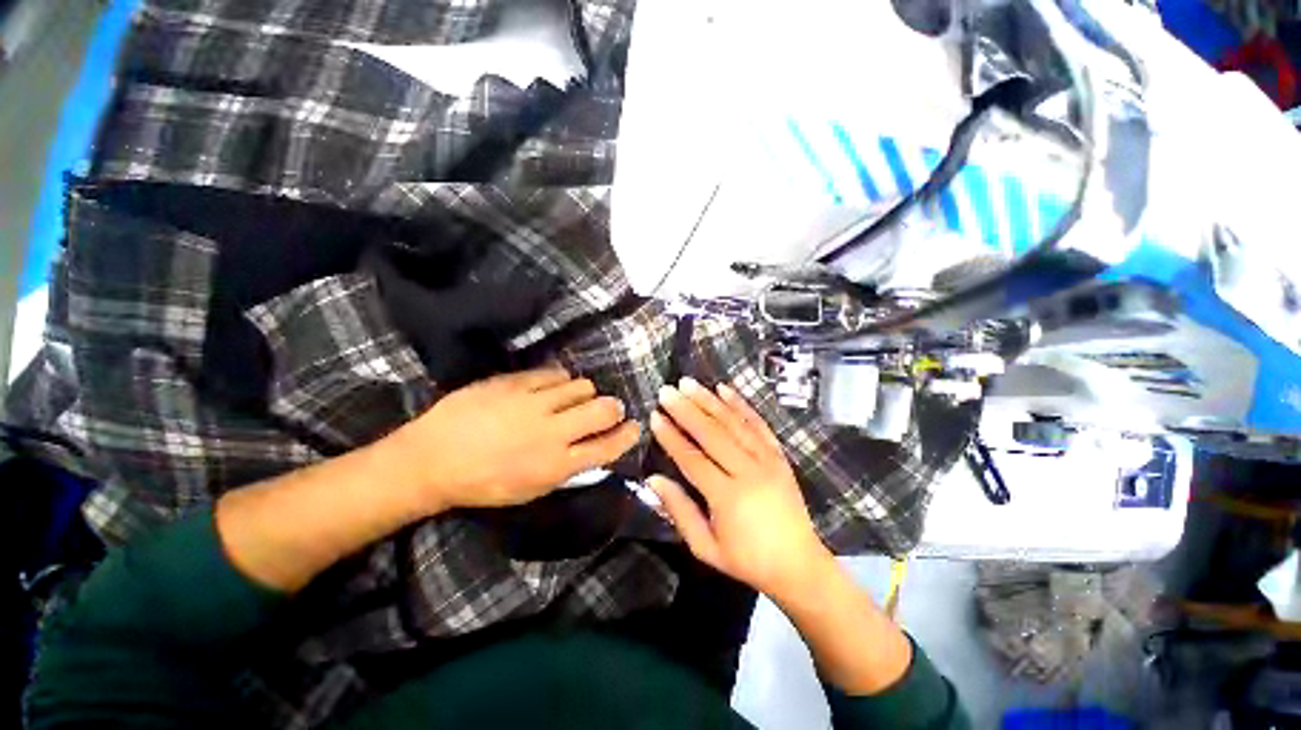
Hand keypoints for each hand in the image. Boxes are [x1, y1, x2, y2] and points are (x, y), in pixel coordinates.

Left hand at [389, 367, 640, 513]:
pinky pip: (554, 373)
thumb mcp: (531, 489)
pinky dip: (560, 380)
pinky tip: (553, 386)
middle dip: (614, 408)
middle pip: (604, 409)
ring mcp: (534, 403)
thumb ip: (567, 468)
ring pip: (582, 386)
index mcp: (557, 465)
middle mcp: (552, 432)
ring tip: (574, 398)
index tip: (633, 428)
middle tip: (610, 408)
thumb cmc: (483, 484)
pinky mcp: (515, 382)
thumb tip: (593, 447)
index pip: (608, 446)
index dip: (627, 435)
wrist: (431, 460)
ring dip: (586, 392)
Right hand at [648, 378, 833, 598]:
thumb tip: (652, 480)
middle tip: (666, 391)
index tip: (655, 416)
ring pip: (733, 423)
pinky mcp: (779, 455)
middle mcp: (748, 472)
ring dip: (709, 400)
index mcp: (727, 497)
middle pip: (712, 434)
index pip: (692, 459)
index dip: (671, 437)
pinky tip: (725, 389)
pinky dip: (741, 405)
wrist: (798, 564)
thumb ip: (679, 511)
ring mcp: (767, 460)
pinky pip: (758, 424)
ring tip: (689, 383)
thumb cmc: (747, 559)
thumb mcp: (705, 547)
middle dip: (686, 410)